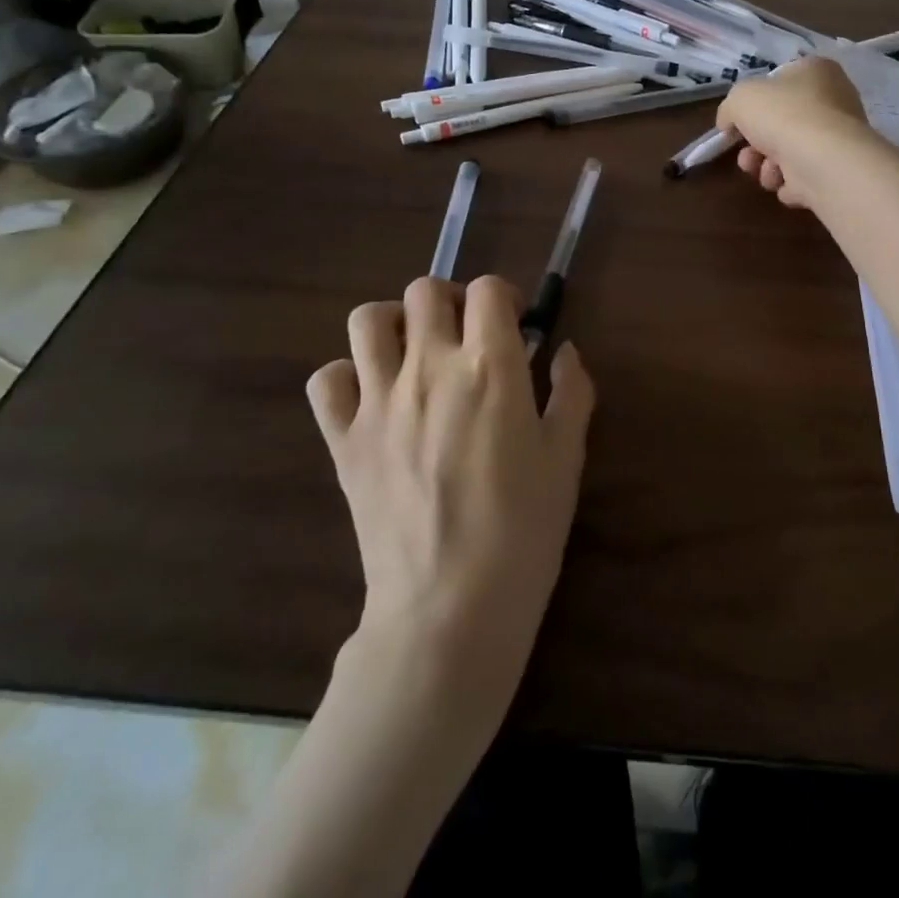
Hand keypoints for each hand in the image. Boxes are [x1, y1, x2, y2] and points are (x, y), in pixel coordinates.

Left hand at [307, 276, 594, 676]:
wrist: (450, 608)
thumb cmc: (524, 530)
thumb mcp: (567, 457)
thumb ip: (572, 392)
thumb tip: (564, 351)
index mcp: (490, 366)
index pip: (489, 290)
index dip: (505, 297)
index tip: (515, 325)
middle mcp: (430, 368)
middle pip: (425, 290)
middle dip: (451, 301)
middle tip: (466, 335)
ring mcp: (379, 401)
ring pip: (367, 320)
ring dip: (394, 324)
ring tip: (414, 353)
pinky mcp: (343, 439)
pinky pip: (326, 380)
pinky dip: (346, 376)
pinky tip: (372, 397)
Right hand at [718, 55, 872, 208]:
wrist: (823, 161)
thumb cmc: (783, 116)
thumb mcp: (739, 98)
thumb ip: (729, 108)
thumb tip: (729, 124)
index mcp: (815, 71)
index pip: (778, 82)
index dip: (754, 103)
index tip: (736, 123)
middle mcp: (833, 100)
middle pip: (780, 122)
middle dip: (756, 144)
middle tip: (747, 155)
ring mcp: (838, 137)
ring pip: (789, 152)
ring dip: (767, 167)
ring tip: (767, 173)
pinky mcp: (838, 170)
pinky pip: (804, 177)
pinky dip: (790, 183)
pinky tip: (787, 184)